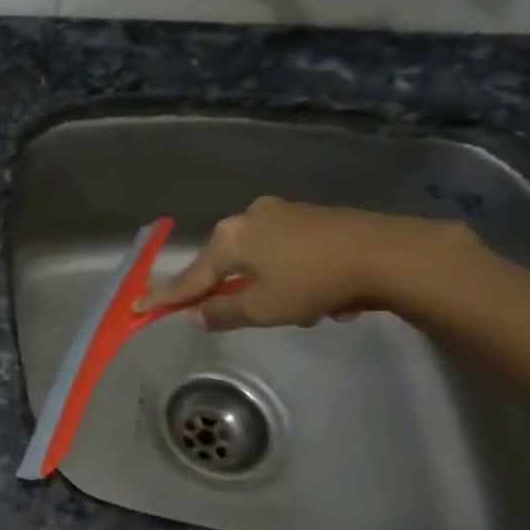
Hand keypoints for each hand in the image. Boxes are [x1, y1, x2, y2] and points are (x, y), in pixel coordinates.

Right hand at [137, 197, 474, 330]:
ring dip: (268, 284)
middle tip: (244, 313)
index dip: (166, 297)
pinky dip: (292, 272)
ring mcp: (281, 212)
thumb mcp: (265, 308)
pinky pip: (285, 250)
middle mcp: (248, 218)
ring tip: (304, 310)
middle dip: (232, 290)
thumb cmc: (316, 283)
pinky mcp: (311, 215)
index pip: (190, 277)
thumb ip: (224, 313)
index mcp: (229, 239)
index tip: (138, 306)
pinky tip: (321, 292)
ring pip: (258, 258)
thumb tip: (195, 316)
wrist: (392, 253)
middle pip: (224, 263)